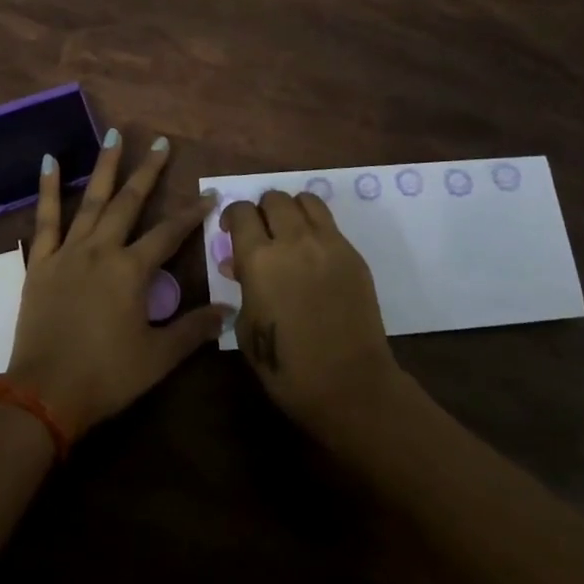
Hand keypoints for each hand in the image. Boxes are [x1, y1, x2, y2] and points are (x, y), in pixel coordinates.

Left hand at [5, 130, 226, 439]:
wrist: (44, 393)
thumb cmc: (106, 376)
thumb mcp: (157, 357)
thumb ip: (194, 329)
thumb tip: (230, 309)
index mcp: (131, 271)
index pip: (169, 234)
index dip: (192, 214)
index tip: (209, 194)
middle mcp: (102, 250)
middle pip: (129, 202)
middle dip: (148, 172)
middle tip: (161, 143)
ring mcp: (69, 251)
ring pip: (91, 199)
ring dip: (105, 166)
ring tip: (114, 135)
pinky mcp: (42, 261)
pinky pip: (45, 218)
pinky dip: (48, 188)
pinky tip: (50, 160)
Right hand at [222, 190, 401, 437]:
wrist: (349, 385)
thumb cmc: (287, 367)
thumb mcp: (247, 328)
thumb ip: (241, 287)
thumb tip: (235, 264)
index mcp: (259, 259)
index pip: (241, 212)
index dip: (232, 216)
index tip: (230, 229)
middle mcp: (293, 241)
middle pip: (273, 198)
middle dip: (262, 210)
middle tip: (261, 231)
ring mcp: (327, 244)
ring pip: (305, 200)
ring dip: (291, 209)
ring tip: (289, 231)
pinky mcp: (352, 254)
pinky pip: (329, 223)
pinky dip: (315, 226)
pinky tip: (313, 252)